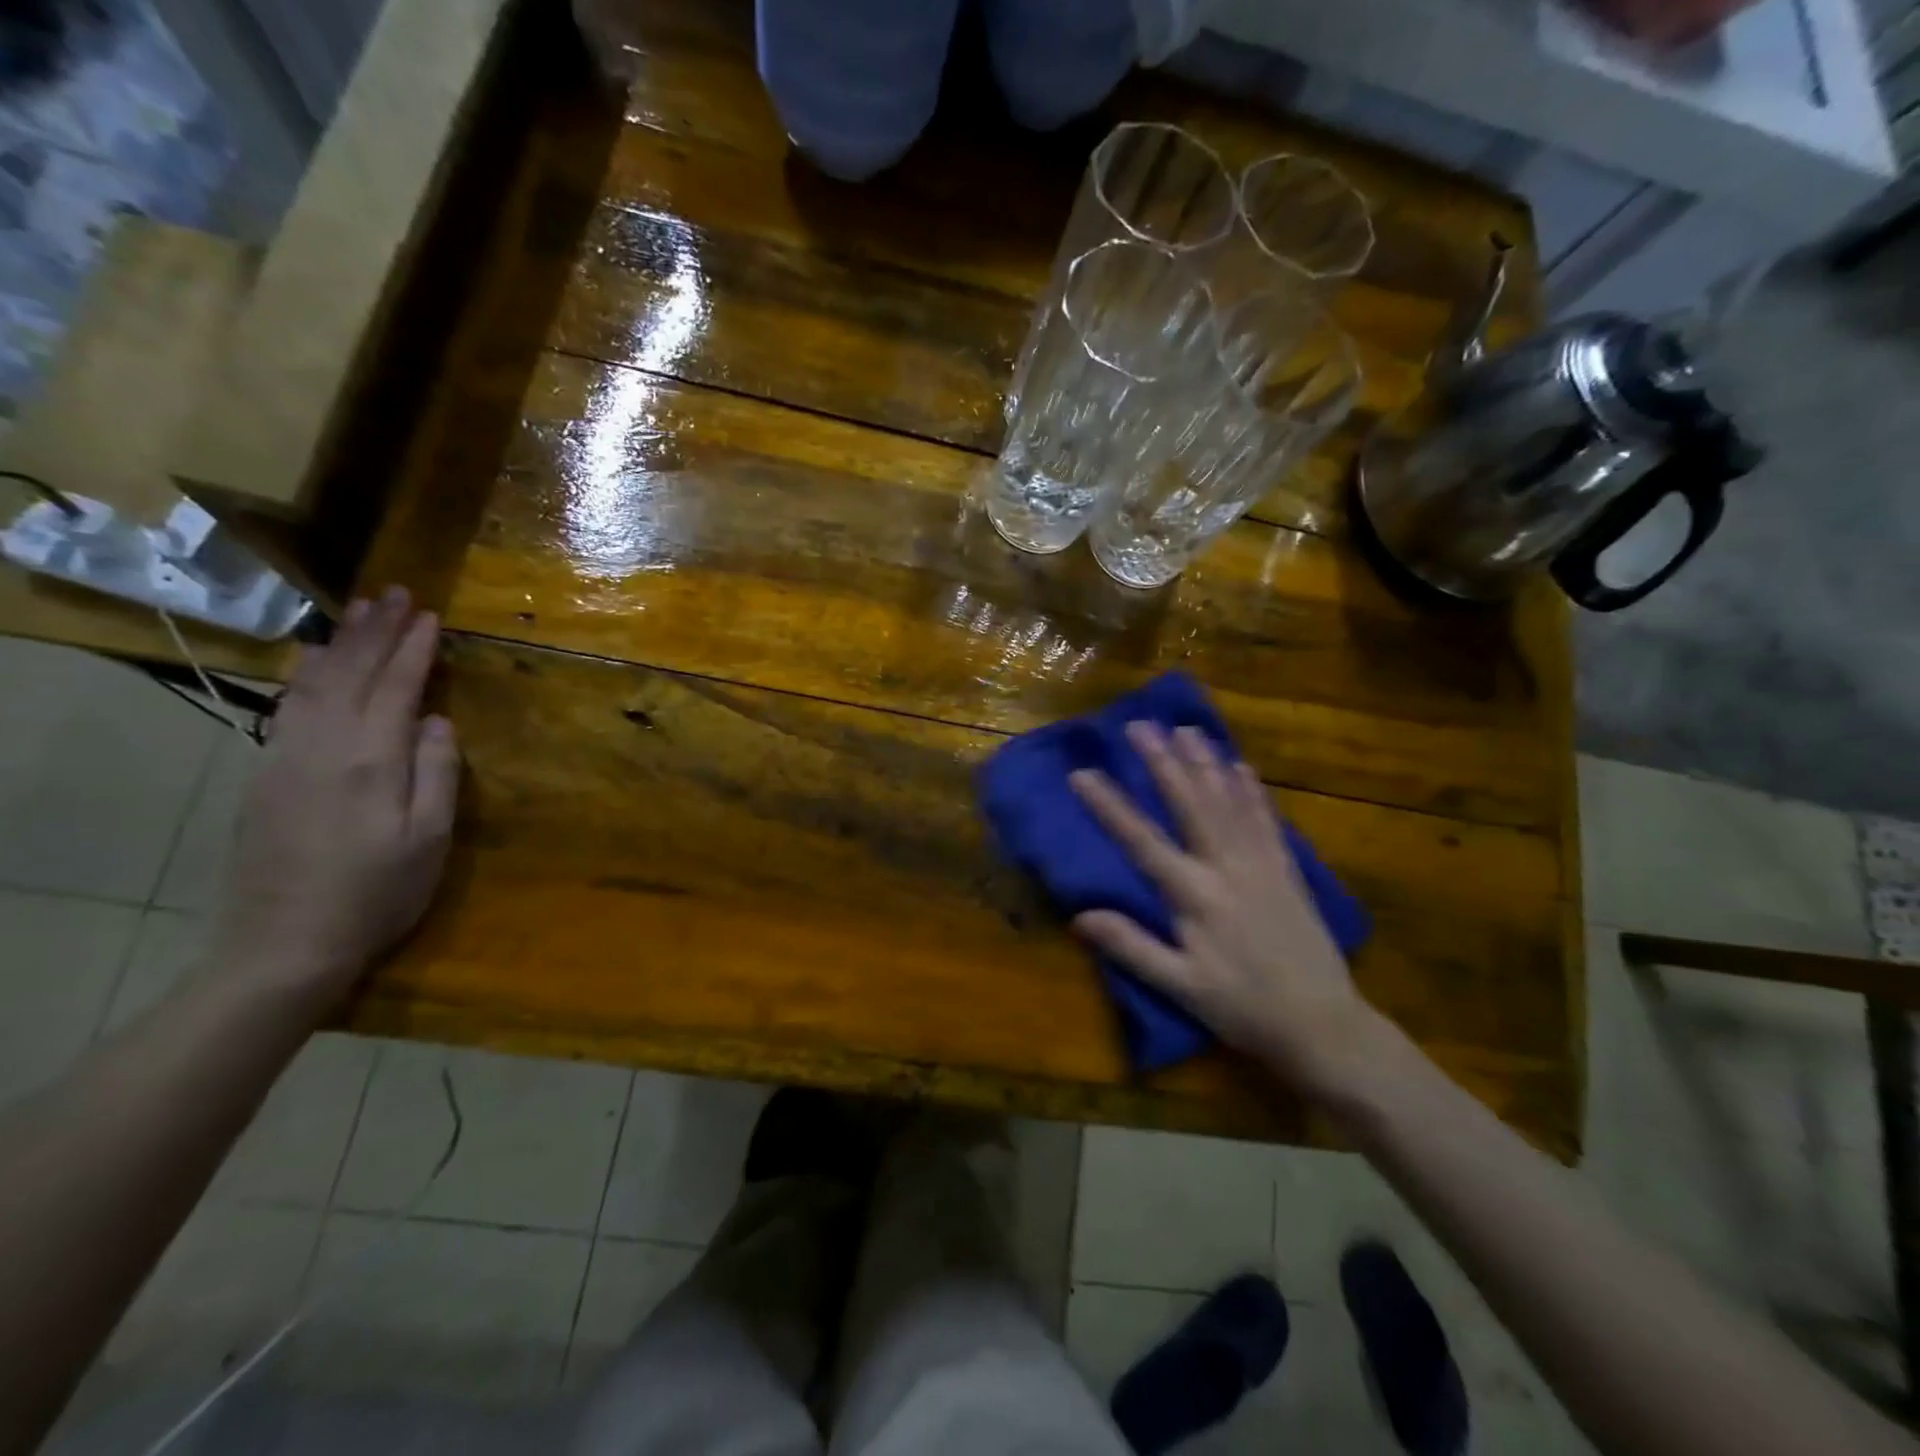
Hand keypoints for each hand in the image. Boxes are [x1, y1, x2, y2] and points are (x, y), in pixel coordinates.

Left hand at [210, 587, 459, 1012]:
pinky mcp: (267, 775)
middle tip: (395, 594)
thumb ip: (437, 773)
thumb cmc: (377, 892)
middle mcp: (322, 747)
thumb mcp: (429, 838)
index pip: (395, 688)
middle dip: (374, 631)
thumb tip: (436, 720)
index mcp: (370, 761)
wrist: (284, 943)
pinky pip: (290, 706)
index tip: (430, 614)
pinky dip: (308, 674)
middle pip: (349, 674)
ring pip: (314, 684)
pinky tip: (316, 663)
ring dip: (340, 644)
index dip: (413, 649)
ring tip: (359, 612)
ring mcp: (285, 758)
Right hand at [1069, 724, 1377, 1098]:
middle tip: (1141, 725)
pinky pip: (1268, 820)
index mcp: (1195, 896)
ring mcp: (1262, 864)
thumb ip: (1132, 948)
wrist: (1323, 1026)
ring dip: (1206, 763)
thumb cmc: (1244, 1008)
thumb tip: (1080, 916)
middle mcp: (1227, 868)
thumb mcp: (1182, 987)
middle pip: (1191, 805)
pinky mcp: (1288, 871)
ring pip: (1230, 802)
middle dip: (1163, 763)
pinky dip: (1253, 791)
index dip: (1110, 806)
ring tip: (1187, 729)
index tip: (1083, 773)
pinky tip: (1242, 767)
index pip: (1142, 841)